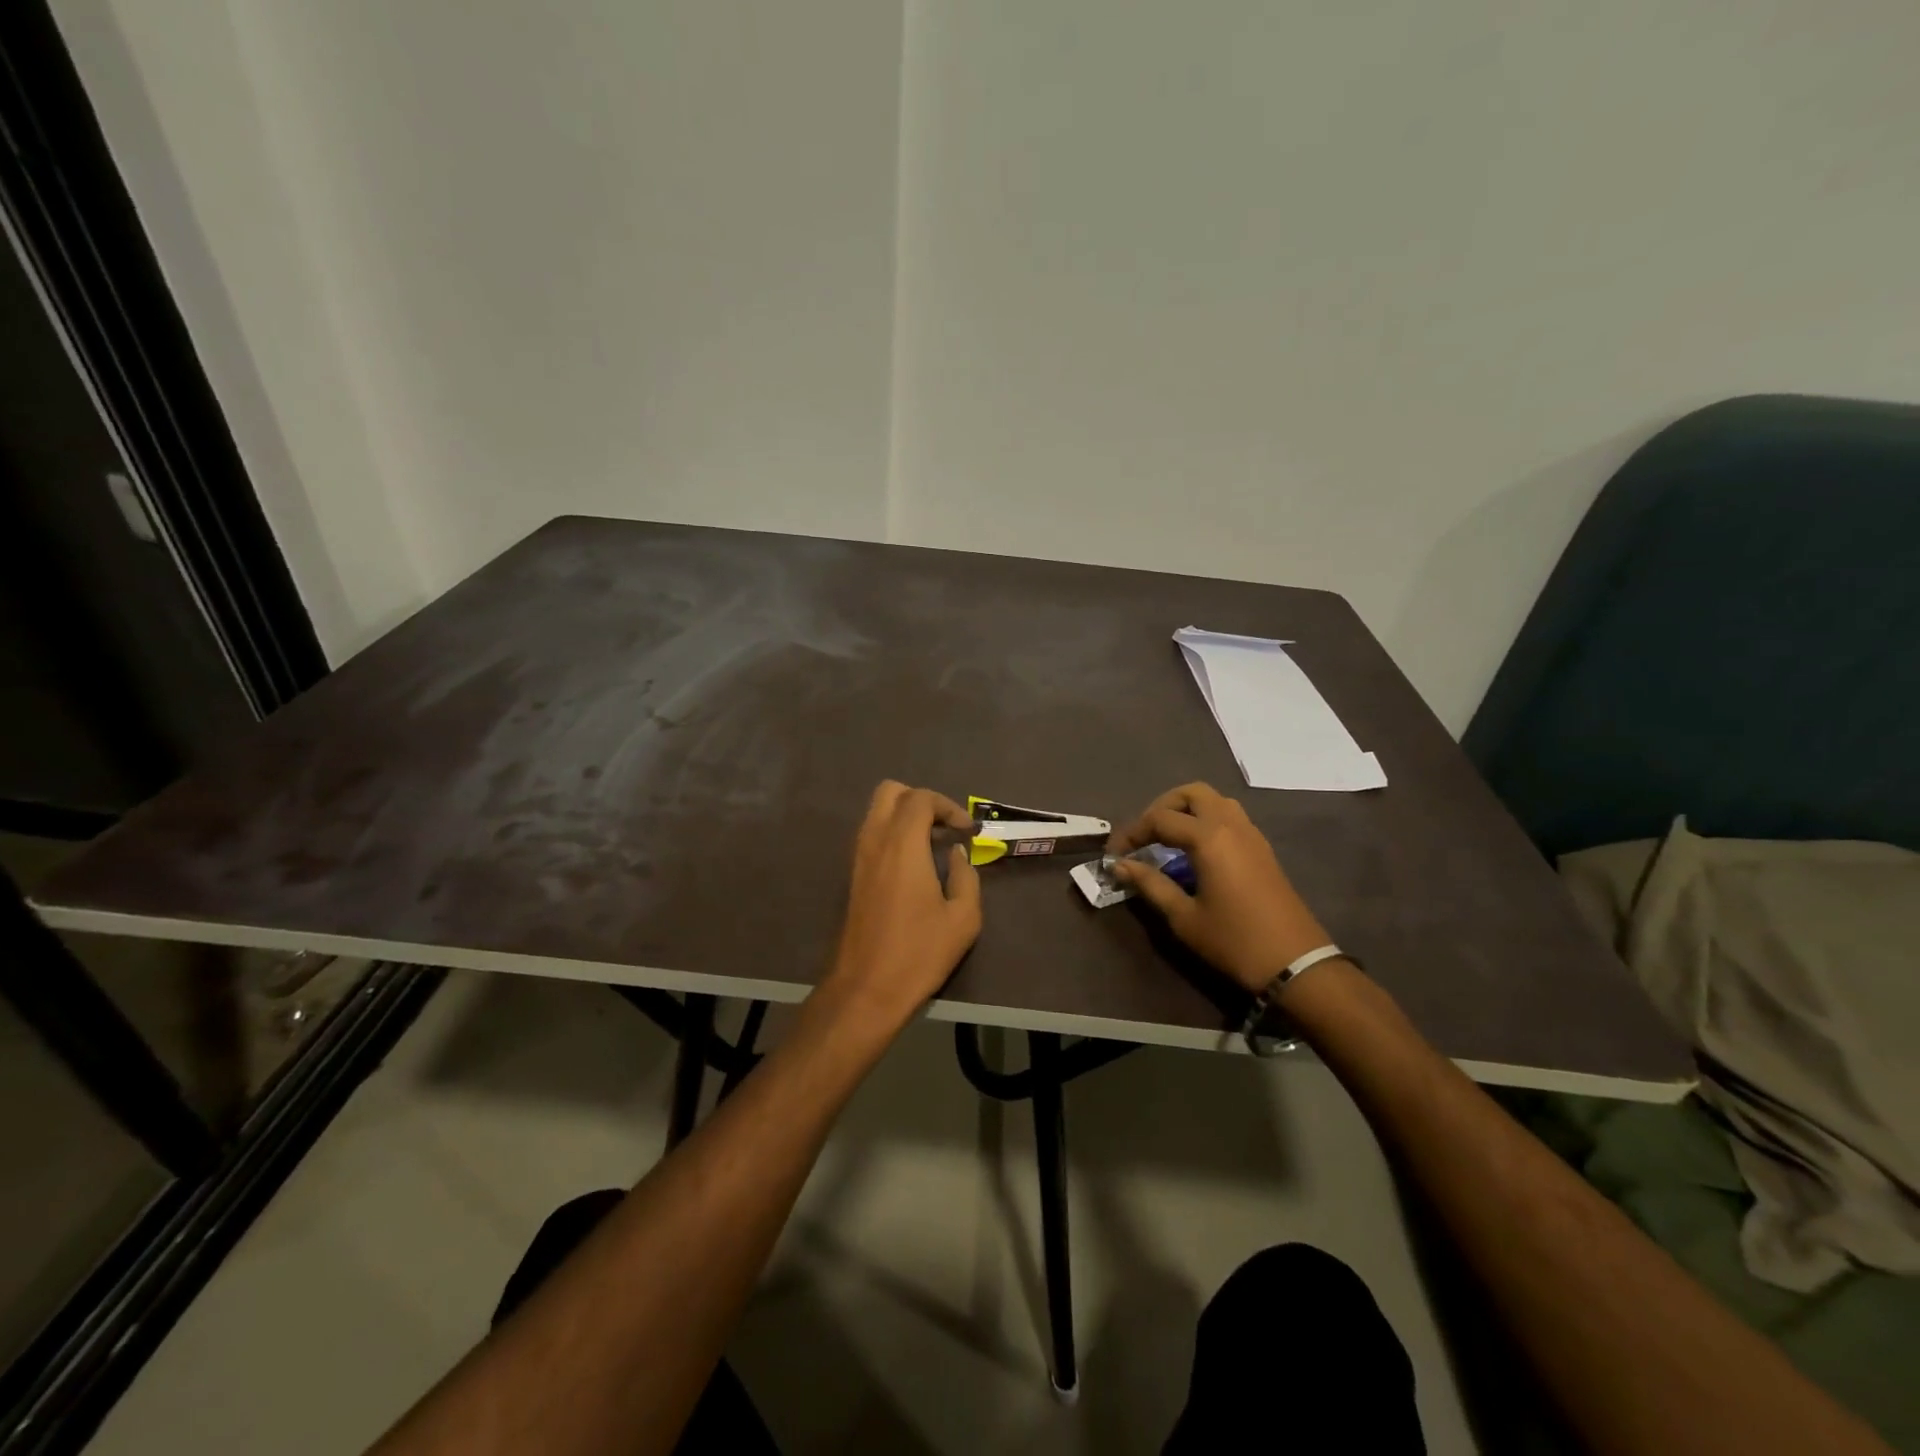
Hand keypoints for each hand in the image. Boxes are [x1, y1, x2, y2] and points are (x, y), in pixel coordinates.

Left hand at [822, 781, 982, 1028]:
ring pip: (877, 812)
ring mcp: (859, 857)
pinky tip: (914, 864)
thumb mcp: (963, 918)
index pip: (921, 799)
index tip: (966, 831)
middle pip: (891, 792)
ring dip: (905, 816)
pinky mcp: (853, 876)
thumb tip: (957, 854)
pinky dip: (893, 834)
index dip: (948, 806)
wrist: (866, 988)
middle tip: (944, 828)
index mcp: (902, 844)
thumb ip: (966, 876)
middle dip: (921, 800)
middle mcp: (875, 840)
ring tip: (933, 845)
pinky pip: (872, 835)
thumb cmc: (919, 952)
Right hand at [1107, 783, 1331, 995]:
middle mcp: (1231, 825)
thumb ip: (1150, 884)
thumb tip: (1121, 866)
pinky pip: (1230, 816)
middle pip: (1191, 794)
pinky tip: (1194, 851)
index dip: (1131, 833)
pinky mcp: (1262, 848)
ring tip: (1167, 838)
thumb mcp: (1184, 917)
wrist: (1296, 963)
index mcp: (1209, 838)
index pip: (1159, 819)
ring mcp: (1251, 834)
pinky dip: (1206, 820)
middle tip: (1144, 835)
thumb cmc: (1234, 941)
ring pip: (1214, 801)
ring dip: (1187, 809)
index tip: (1114, 854)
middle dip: (1161, 807)